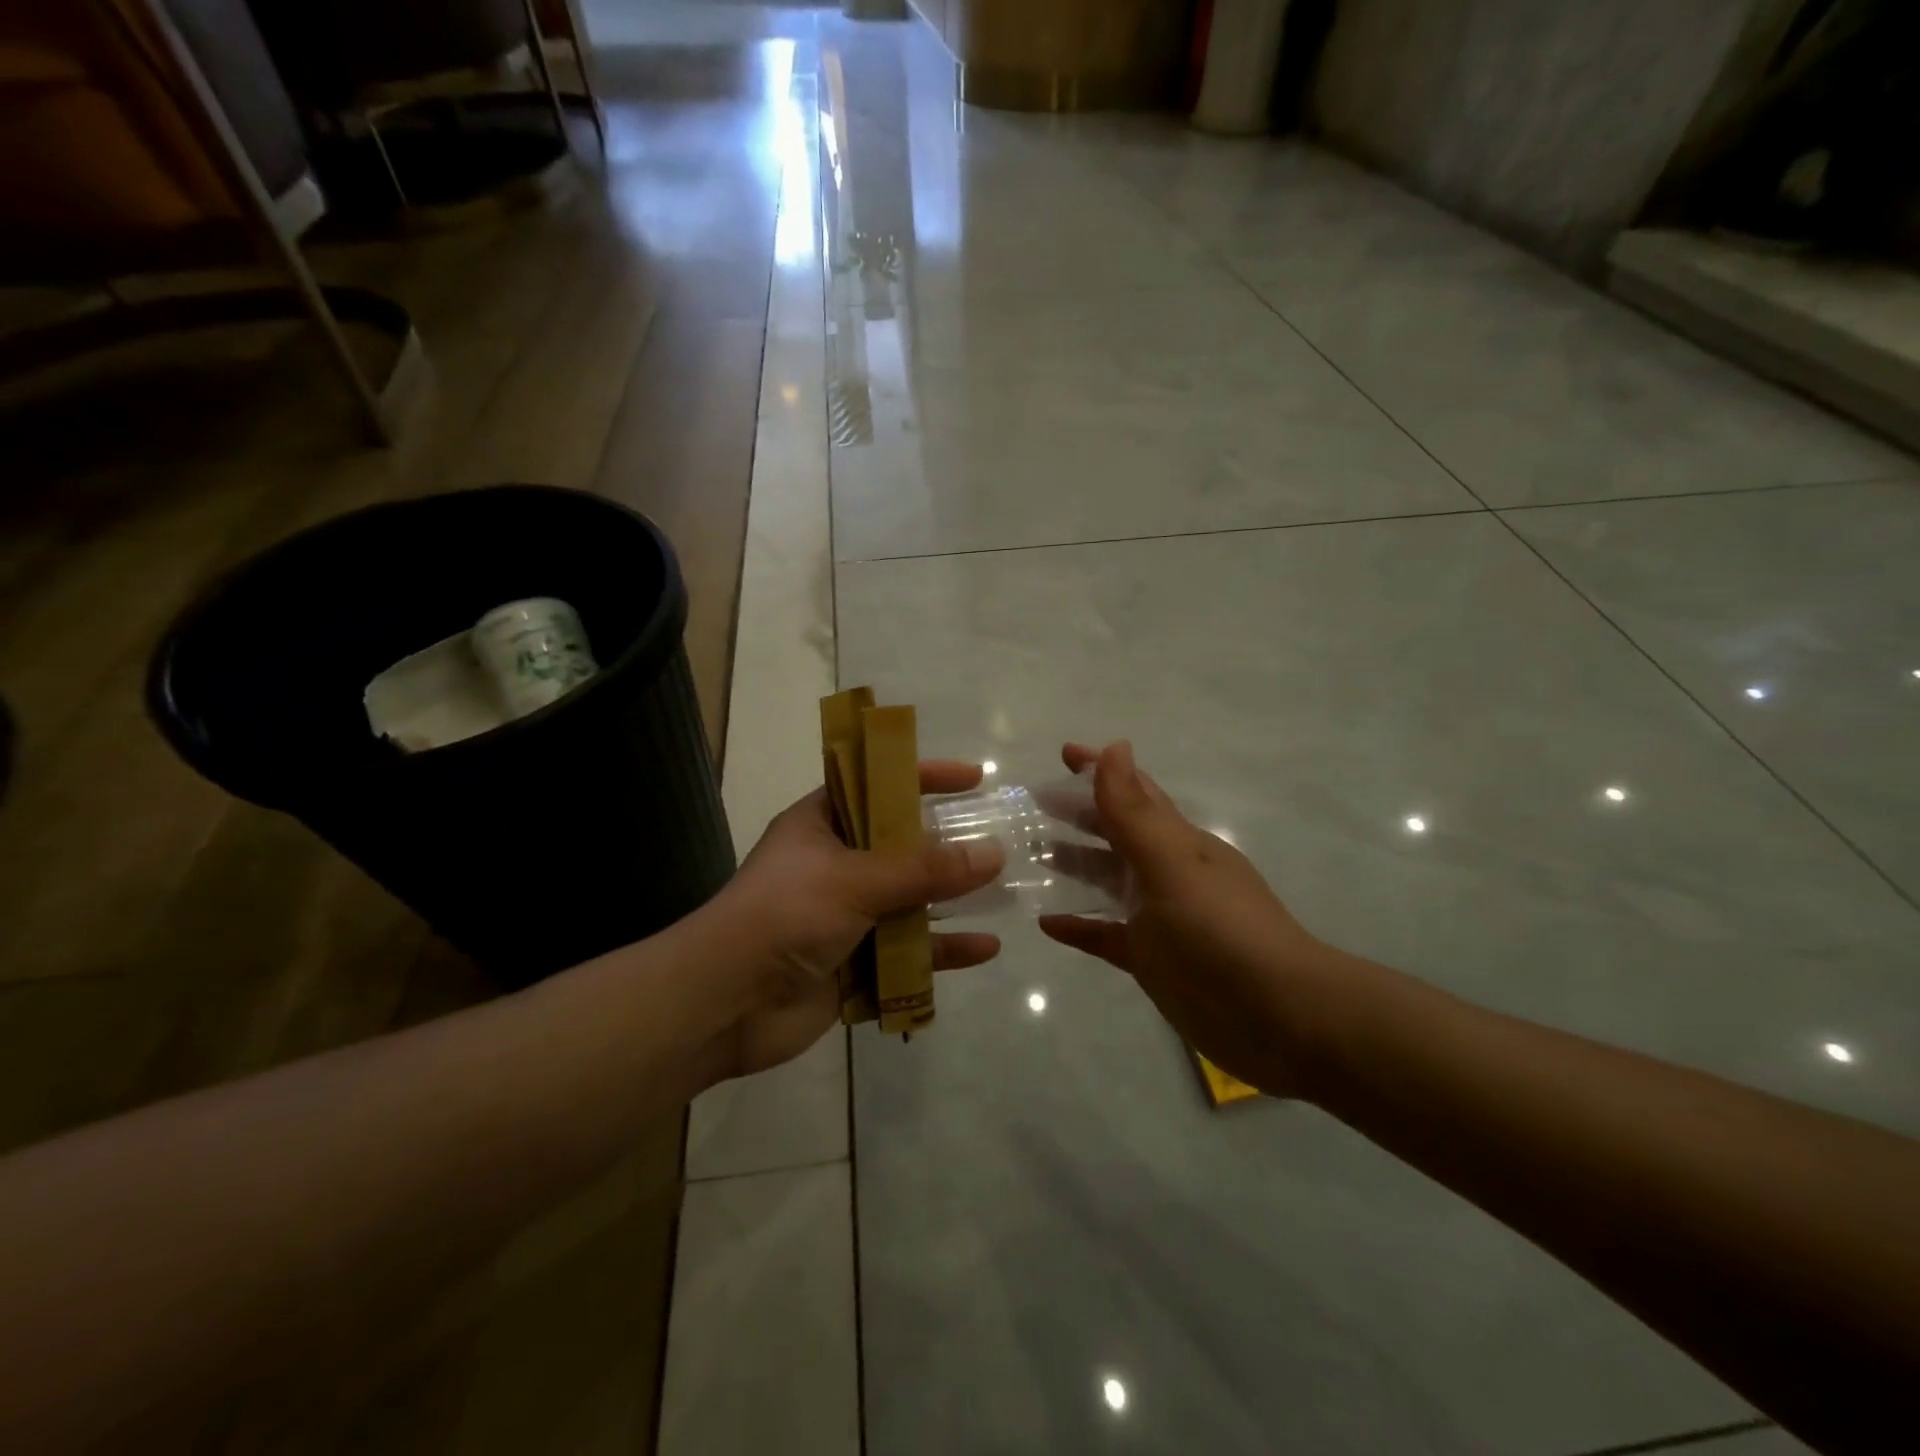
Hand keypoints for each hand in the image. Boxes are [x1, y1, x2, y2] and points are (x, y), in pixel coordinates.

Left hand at [692, 761, 1004, 1082]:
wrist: (724, 1004)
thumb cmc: (785, 915)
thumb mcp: (856, 879)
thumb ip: (925, 869)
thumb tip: (993, 852)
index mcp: (822, 825)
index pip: (878, 785)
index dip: (924, 776)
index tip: (974, 778)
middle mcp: (835, 865)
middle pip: (902, 847)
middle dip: (948, 845)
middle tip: (999, 839)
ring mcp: (845, 917)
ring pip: (910, 902)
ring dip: (952, 900)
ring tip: (1003, 894)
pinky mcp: (854, 965)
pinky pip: (908, 952)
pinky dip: (942, 951)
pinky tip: (984, 949)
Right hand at [1039, 742, 1327, 1096]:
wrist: (1280, 1019)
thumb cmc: (1223, 931)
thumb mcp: (1173, 865)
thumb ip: (1136, 812)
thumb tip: (1115, 747)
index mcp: (1179, 843)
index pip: (1135, 793)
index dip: (1101, 770)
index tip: (1063, 752)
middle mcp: (1167, 873)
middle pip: (1116, 833)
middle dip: (1079, 813)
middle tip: (1033, 802)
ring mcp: (1159, 919)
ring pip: (1108, 881)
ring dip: (1073, 864)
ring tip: (1030, 853)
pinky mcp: (1151, 960)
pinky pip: (1105, 935)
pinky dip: (1078, 926)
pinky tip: (1046, 923)